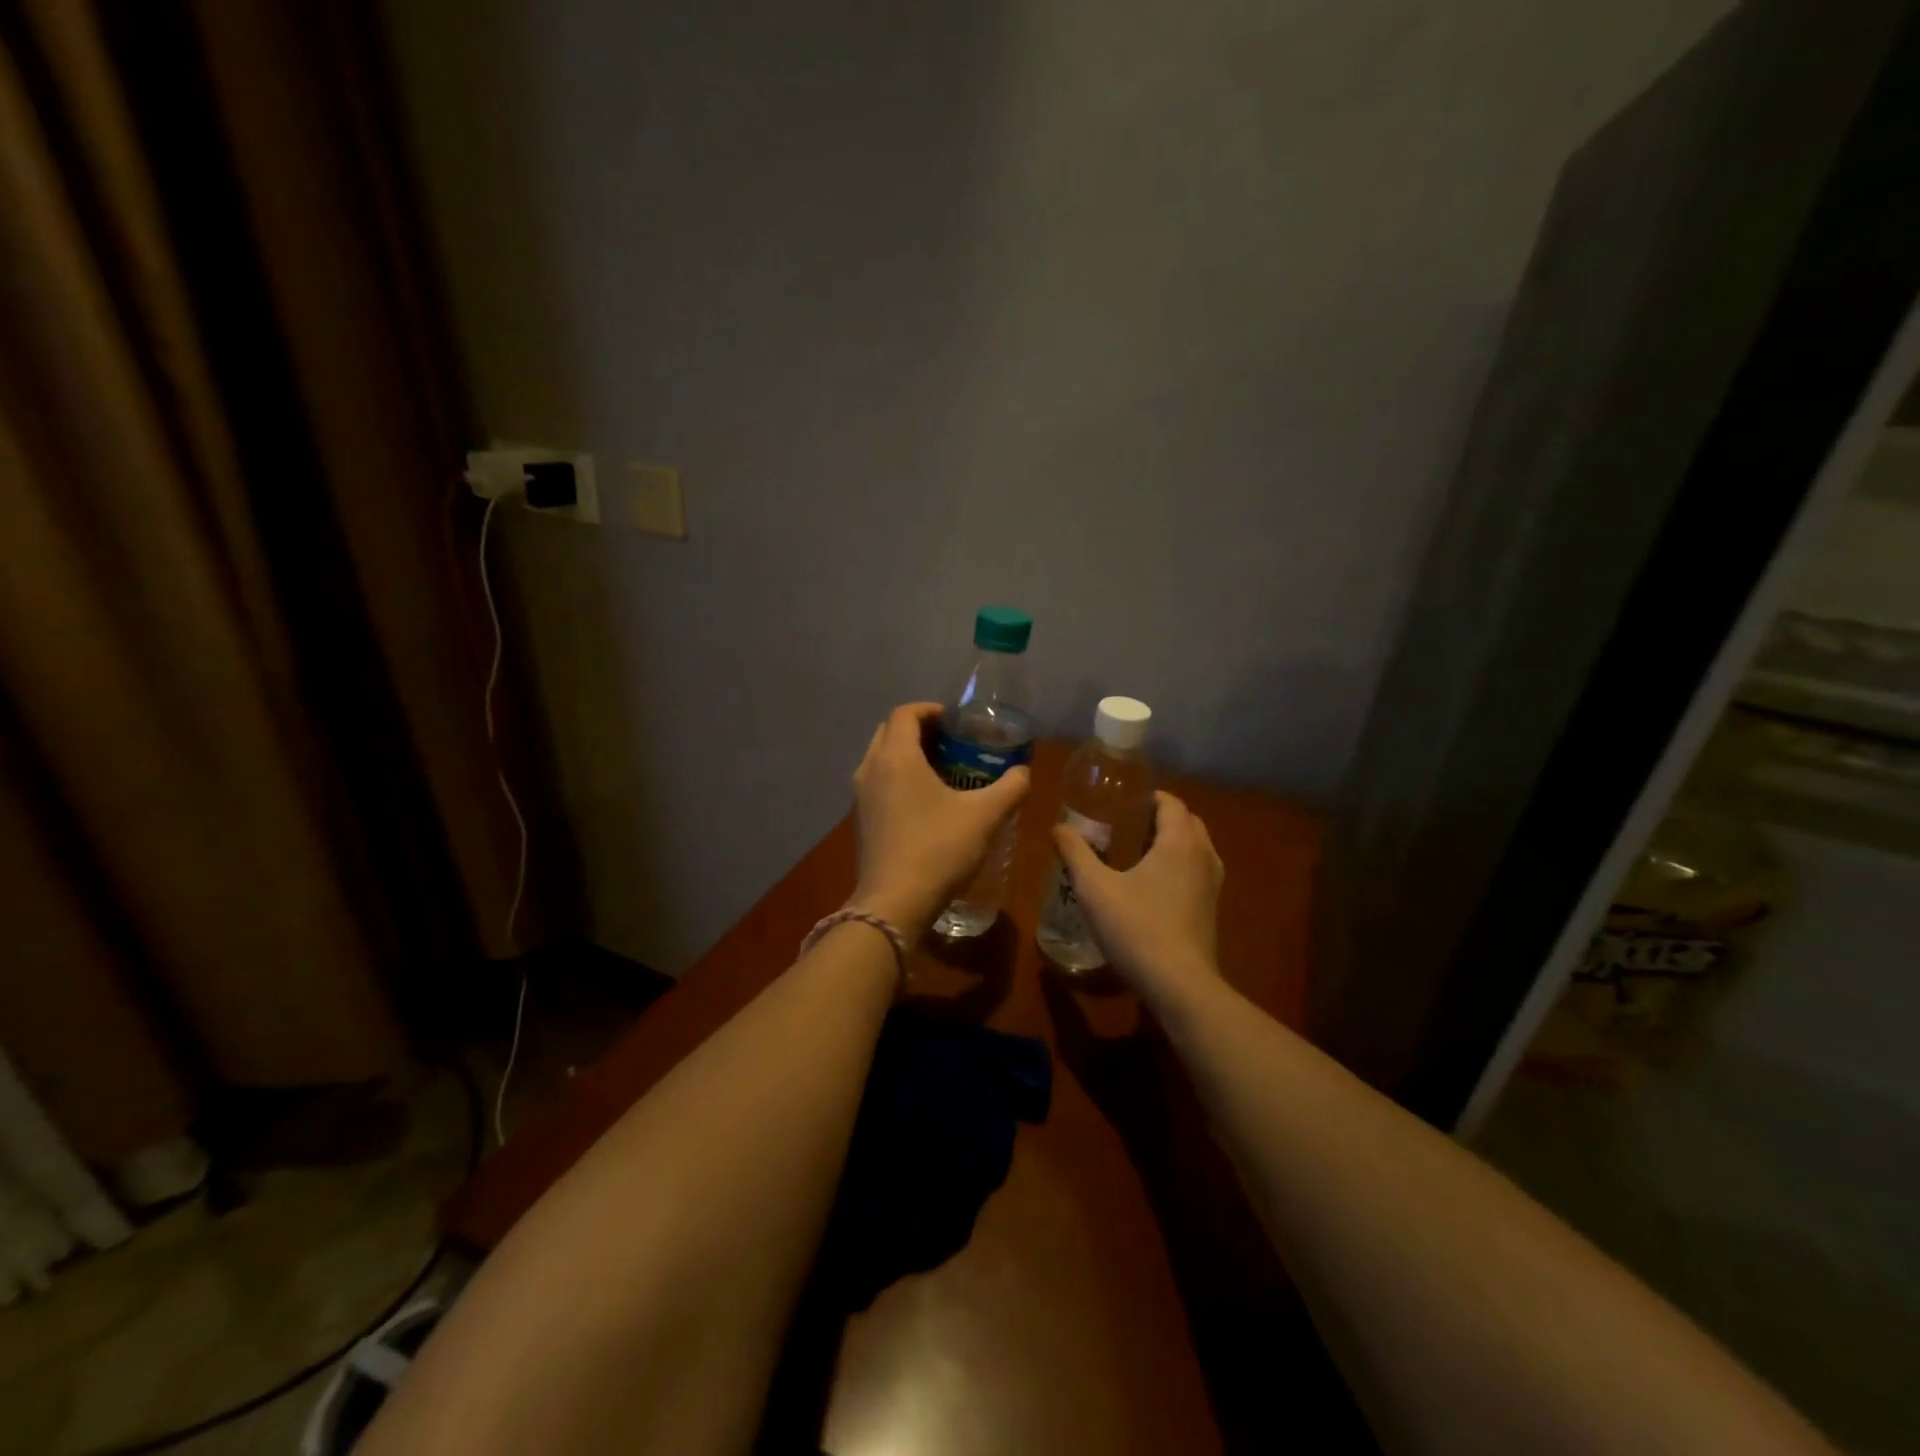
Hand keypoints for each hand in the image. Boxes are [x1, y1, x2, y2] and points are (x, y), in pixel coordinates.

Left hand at [850, 703, 1030, 939]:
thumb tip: (1023, 771)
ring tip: (944, 770)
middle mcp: (870, 768)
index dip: (932, 710)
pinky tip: (927, 802)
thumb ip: (1009, 787)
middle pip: (890, 732)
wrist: (893, 904)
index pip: (906, 713)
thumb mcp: (984, 816)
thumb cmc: (938, 849)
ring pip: (882, 758)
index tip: (958, 722)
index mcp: (895, 757)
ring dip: (908, 755)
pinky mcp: (860, 820)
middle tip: (953, 743)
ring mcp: (860, 796)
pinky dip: (899, 779)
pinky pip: (878, 783)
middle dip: (920, 730)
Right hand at [1054, 791, 1223, 1004]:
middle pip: (1187, 822)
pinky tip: (1152, 886)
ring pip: (1196, 848)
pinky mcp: (1211, 910)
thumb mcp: (1093, 887)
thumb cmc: (1136, 927)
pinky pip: (1198, 872)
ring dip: (1172, 842)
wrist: (1179, 985)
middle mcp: (1204, 856)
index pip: (1171, 802)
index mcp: (1180, 842)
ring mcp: (1213, 885)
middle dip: (1160, 817)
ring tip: (1138, 852)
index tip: (1122, 801)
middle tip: (1126, 824)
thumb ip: (1075, 852)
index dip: (1148, 796)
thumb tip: (1059, 827)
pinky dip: (1179, 866)